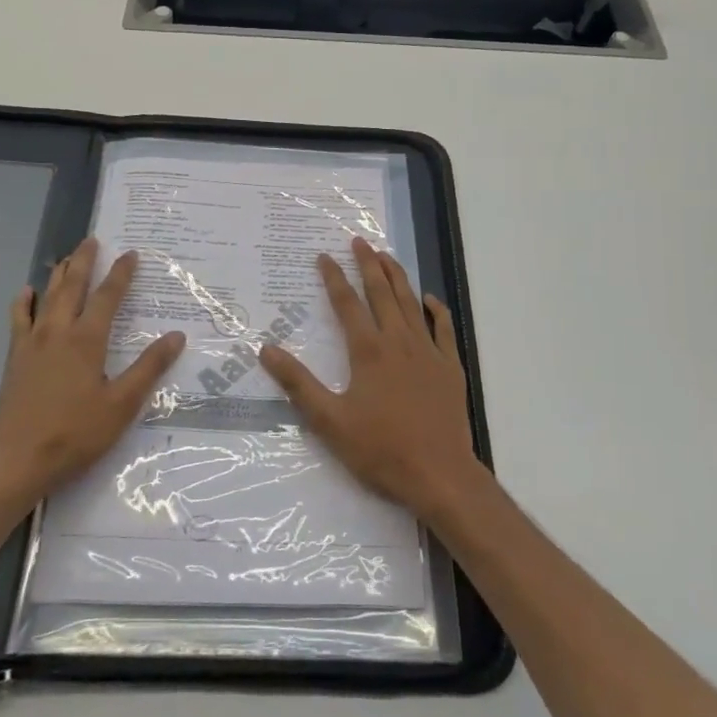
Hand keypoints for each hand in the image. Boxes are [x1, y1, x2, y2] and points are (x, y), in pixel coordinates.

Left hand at [0, 238, 183, 505]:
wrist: (16, 459)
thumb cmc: (74, 433)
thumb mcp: (121, 404)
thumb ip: (148, 368)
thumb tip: (176, 336)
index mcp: (86, 340)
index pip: (108, 297)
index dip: (121, 274)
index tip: (131, 253)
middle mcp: (58, 332)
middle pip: (73, 286)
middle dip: (84, 261)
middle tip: (92, 239)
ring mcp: (32, 343)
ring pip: (47, 297)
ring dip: (59, 274)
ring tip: (67, 257)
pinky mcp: (16, 358)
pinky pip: (19, 319)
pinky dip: (24, 302)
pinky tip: (27, 293)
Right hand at [258, 237, 479, 518]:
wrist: (440, 475)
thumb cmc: (381, 449)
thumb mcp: (330, 421)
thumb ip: (298, 384)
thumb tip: (266, 349)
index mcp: (368, 351)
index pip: (347, 304)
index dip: (333, 278)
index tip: (324, 256)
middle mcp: (399, 342)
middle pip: (382, 293)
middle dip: (368, 264)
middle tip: (359, 241)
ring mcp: (429, 352)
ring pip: (411, 303)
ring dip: (398, 277)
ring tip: (386, 255)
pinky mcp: (450, 367)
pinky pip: (444, 328)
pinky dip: (436, 309)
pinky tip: (429, 298)